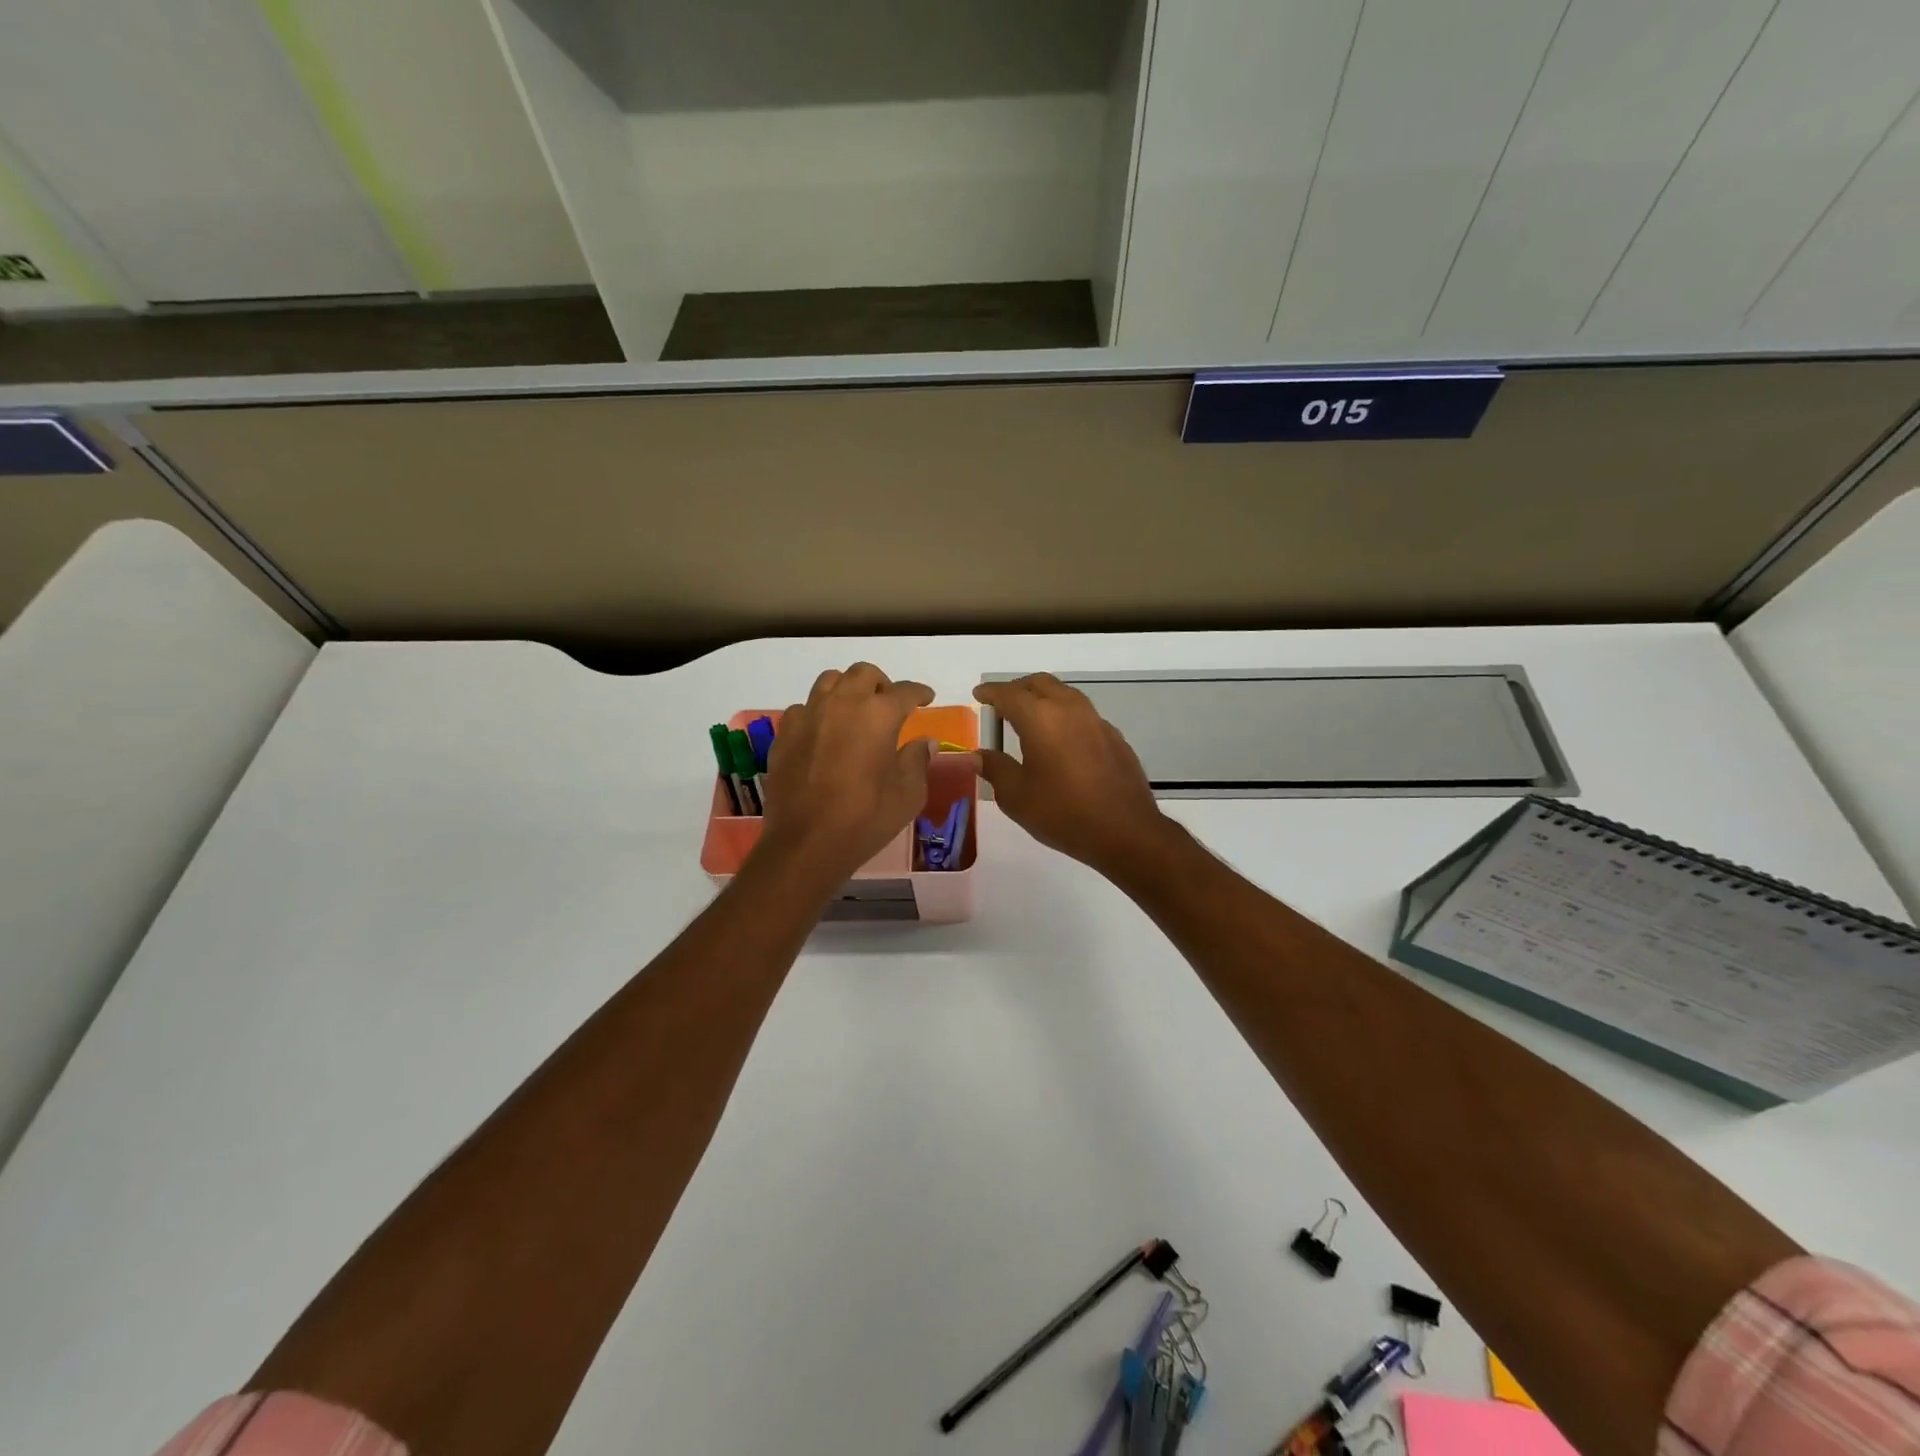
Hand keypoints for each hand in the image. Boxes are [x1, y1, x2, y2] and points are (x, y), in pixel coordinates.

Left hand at [756, 663, 934, 885]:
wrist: (806, 842)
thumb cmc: (866, 818)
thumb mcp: (908, 794)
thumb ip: (917, 760)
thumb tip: (925, 742)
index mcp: (879, 714)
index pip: (905, 691)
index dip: (919, 692)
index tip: (927, 698)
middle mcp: (842, 703)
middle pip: (863, 674)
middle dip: (881, 683)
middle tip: (889, 703)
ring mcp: (808, 715)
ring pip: (829, 681)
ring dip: (847, 689)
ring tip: (855, 710)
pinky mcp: (785, 734)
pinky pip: (804, 708)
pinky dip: (818, 712)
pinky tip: (823, 733)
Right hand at [971, 674, 1172, 876]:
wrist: (1125, 832)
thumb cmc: (1063, 813)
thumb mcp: (1016, 796)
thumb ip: (995, 769)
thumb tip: (978, 755)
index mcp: (1040, 718)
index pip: (1009, 694)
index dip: (990, 692)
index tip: (979, 694)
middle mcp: (1069, 709)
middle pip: (1040, 684)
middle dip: (1018, 688)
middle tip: (1002, 703)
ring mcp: (1096, 721)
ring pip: (1064, 694)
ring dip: (1043, 698)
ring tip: (1029, 717)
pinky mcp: (1114, 737)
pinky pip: (1082, 714)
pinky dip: (1064, 716)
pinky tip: (1060, 740)